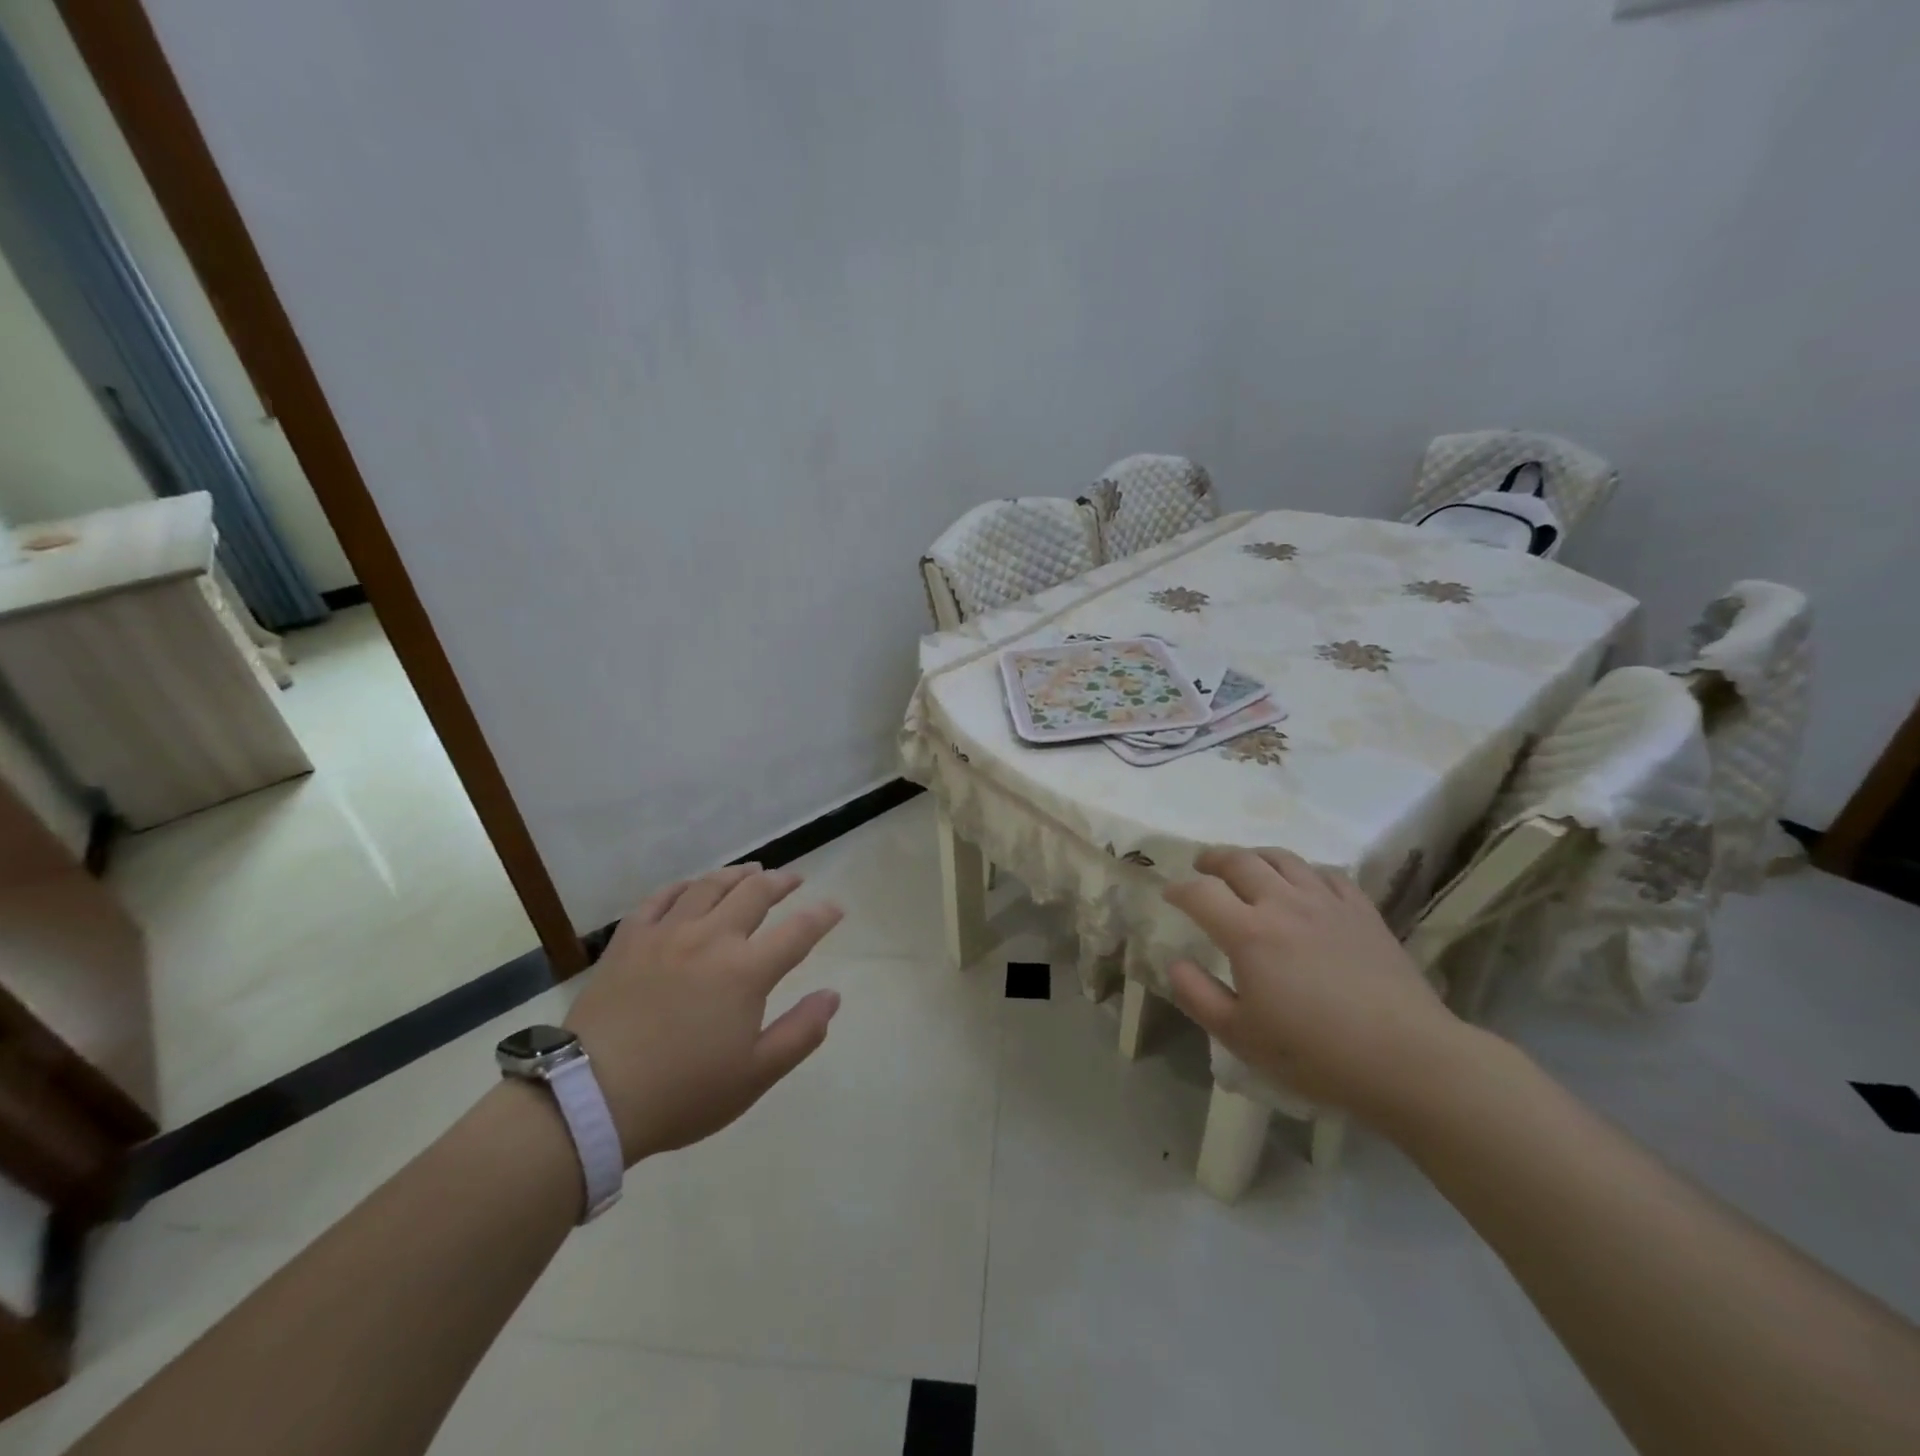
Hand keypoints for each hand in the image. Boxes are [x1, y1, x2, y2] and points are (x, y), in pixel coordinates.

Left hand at [565, 864, 843, 1163]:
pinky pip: (661, 898)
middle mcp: (711, 938)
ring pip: (709, 886)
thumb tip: (832, 996)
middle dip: (781, 882)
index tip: (836, 907)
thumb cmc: (682, 1092)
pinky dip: (684, 886)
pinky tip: (691, 886)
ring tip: (751, 871)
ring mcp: (667, 933)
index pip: (798, 931)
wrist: (591, 1098)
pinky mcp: (629, 939)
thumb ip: (801, 1032)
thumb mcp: (755, 1076)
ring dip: (737, 874)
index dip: (822, 915)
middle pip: (754, 893)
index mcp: (746, 971)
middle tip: (794, 879)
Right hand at [1162, 847, 1470, 1122]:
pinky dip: (1304, 871)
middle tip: (1201, 865)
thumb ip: (1198, 995)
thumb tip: (1175, 962)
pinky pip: (1327, 874)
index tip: (1169, 894)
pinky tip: (1303, 884)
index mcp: (1249, 933)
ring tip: (1247, 866)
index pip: (1200, 893)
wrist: (1407, 1059)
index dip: (1178, 889)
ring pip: (1283, 859)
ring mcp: (1327, 902)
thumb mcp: (1240, 1036)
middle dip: (1213, 858)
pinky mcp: (1362, 910)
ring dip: (1256, 856)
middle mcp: (1284, 904)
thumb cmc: (1315, 1053)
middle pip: (1240, 861)